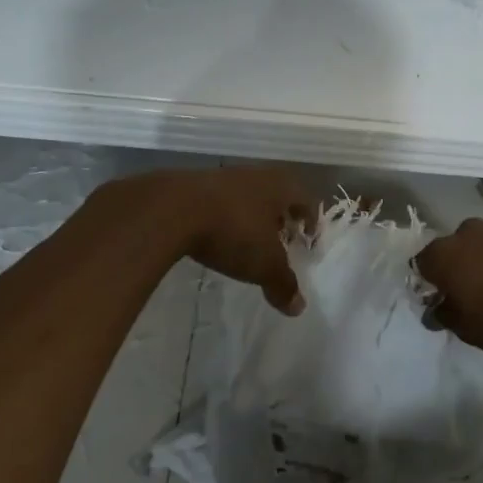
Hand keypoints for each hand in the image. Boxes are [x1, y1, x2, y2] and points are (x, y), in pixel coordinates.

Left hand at [161, 166, 315, 315]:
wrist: (172, 209)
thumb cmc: (232, 231)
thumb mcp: (264, 264)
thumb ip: (283, 284)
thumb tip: (298, 307)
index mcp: (280, 186)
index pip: (306, 199)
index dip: (310, 220)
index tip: (308, 238)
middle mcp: (256, 175)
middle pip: (277, 194)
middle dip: (281, 217)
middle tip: (282, 240)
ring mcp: (223, 177)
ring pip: (248, 196)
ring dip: (252, 216)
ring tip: (249, 241)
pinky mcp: (194, 185)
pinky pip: (220, 201)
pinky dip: (225, 217)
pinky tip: (218, 236)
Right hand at [414, 218, 482, 359]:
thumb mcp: (468, 331)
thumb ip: (445, 316)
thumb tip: (435, 311)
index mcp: (446, 255)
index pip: (423, 262)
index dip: (430, 280)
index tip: (442, 298)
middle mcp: (471, 232)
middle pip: (457, 245)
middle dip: (463, 264)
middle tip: (476, 291)